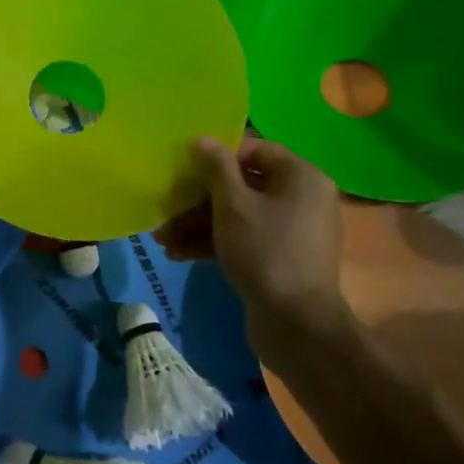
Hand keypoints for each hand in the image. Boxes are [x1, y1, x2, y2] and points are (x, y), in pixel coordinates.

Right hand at [154, 136, 354, 366]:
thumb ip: (215, 167)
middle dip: (198, 199)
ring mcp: (291, 230)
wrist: (297, 325)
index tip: (184, 169)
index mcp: (300, 176)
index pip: (253, 150)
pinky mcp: (280, 257)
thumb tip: (202, 138)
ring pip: (237, 215)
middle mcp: (301, 198)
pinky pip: (244, 238)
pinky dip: (214, 242)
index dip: (216, 157)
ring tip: (162, 239)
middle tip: (166, 209)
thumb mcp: (232, 204)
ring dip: (198, 224)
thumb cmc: (265, 252)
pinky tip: (178, 253)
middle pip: (241, 185)